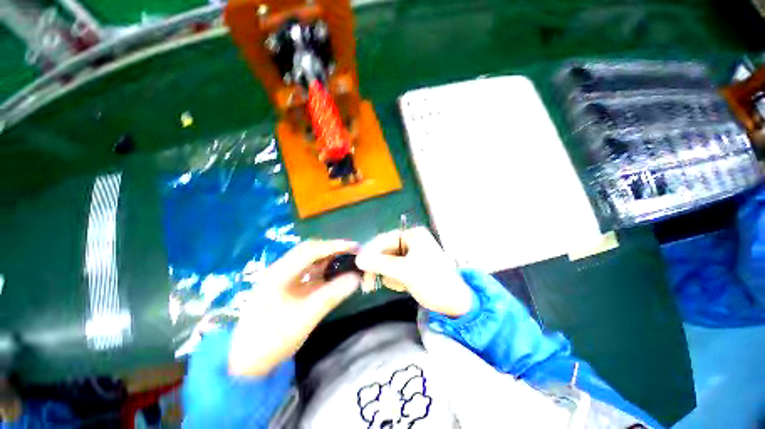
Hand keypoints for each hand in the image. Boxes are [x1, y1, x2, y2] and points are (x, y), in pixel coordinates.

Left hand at [229, 240, 360, 376]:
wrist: (247, 361)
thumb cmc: (273, 338)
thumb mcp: (305, 317)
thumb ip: (332, 295)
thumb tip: (356, 278)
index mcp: (280, 272)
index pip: (311, 250)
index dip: (334, 246)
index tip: (355, 247)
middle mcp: (281, 269)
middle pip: (310, 251)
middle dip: (333, 249)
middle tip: (353, 253)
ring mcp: (284, 278)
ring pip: (310, 260)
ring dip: (329, 258)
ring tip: (347, 261)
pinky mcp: (288, 287)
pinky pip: (309, 272)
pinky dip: (324, 270)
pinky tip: (335, 275)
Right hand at [355, 227, 472, 317]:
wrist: (454, 303)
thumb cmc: (432, 281)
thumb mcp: (404, 271)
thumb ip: (380, 263)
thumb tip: (358, 259)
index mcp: (413, 235)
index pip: (384, 239)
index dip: (370, 252)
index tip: (358, 266)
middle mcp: (412, 241)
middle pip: (385, 251)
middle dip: (379, 267)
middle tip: (367, 284)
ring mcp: (412, 253)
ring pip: (388, 262)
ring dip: (388, 275)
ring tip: (398, 285)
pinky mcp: (412, 266)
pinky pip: (395, 269)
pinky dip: (395, 278)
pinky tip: (402, 286)